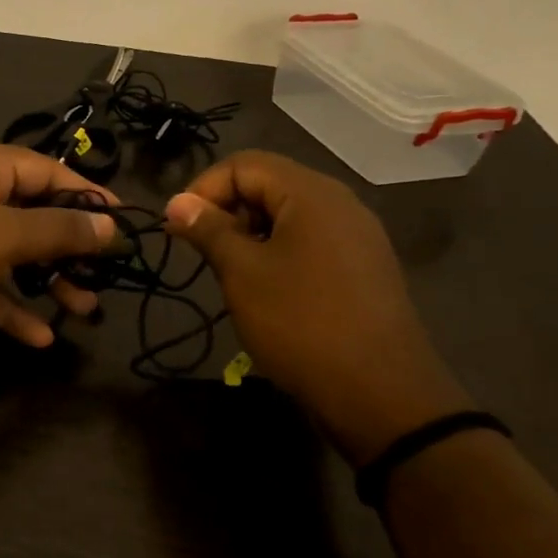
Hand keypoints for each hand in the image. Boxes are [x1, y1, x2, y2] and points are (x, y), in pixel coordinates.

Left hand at [0, 141, 117, 395]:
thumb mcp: (5, 237)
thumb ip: (60, 230)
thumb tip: (110, 226)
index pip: (44, 170)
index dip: (85, 194)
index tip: (122, 220)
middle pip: (31, 213)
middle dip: (68, 246)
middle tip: (105, 271)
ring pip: (13, 254)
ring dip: (47, 281)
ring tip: (84, 308)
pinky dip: (13, 306)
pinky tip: (40, 337)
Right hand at [163, 151, 472, 464]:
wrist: (380, 393)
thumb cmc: (301, 323)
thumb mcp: (242, 273)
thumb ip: (209, 229)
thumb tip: (177, 202)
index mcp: (311, 193)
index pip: (244, 164)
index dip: (203, 189)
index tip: (178, 228)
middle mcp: (340, 203)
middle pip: (269, 184)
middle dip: (226, 211)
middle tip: (201, 252)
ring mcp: (358, 236)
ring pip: (289, 215)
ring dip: (250, 234)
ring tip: (230, 273)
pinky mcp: (364, 267)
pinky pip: (311, 242)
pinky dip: (279, 252)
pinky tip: (267, 289)